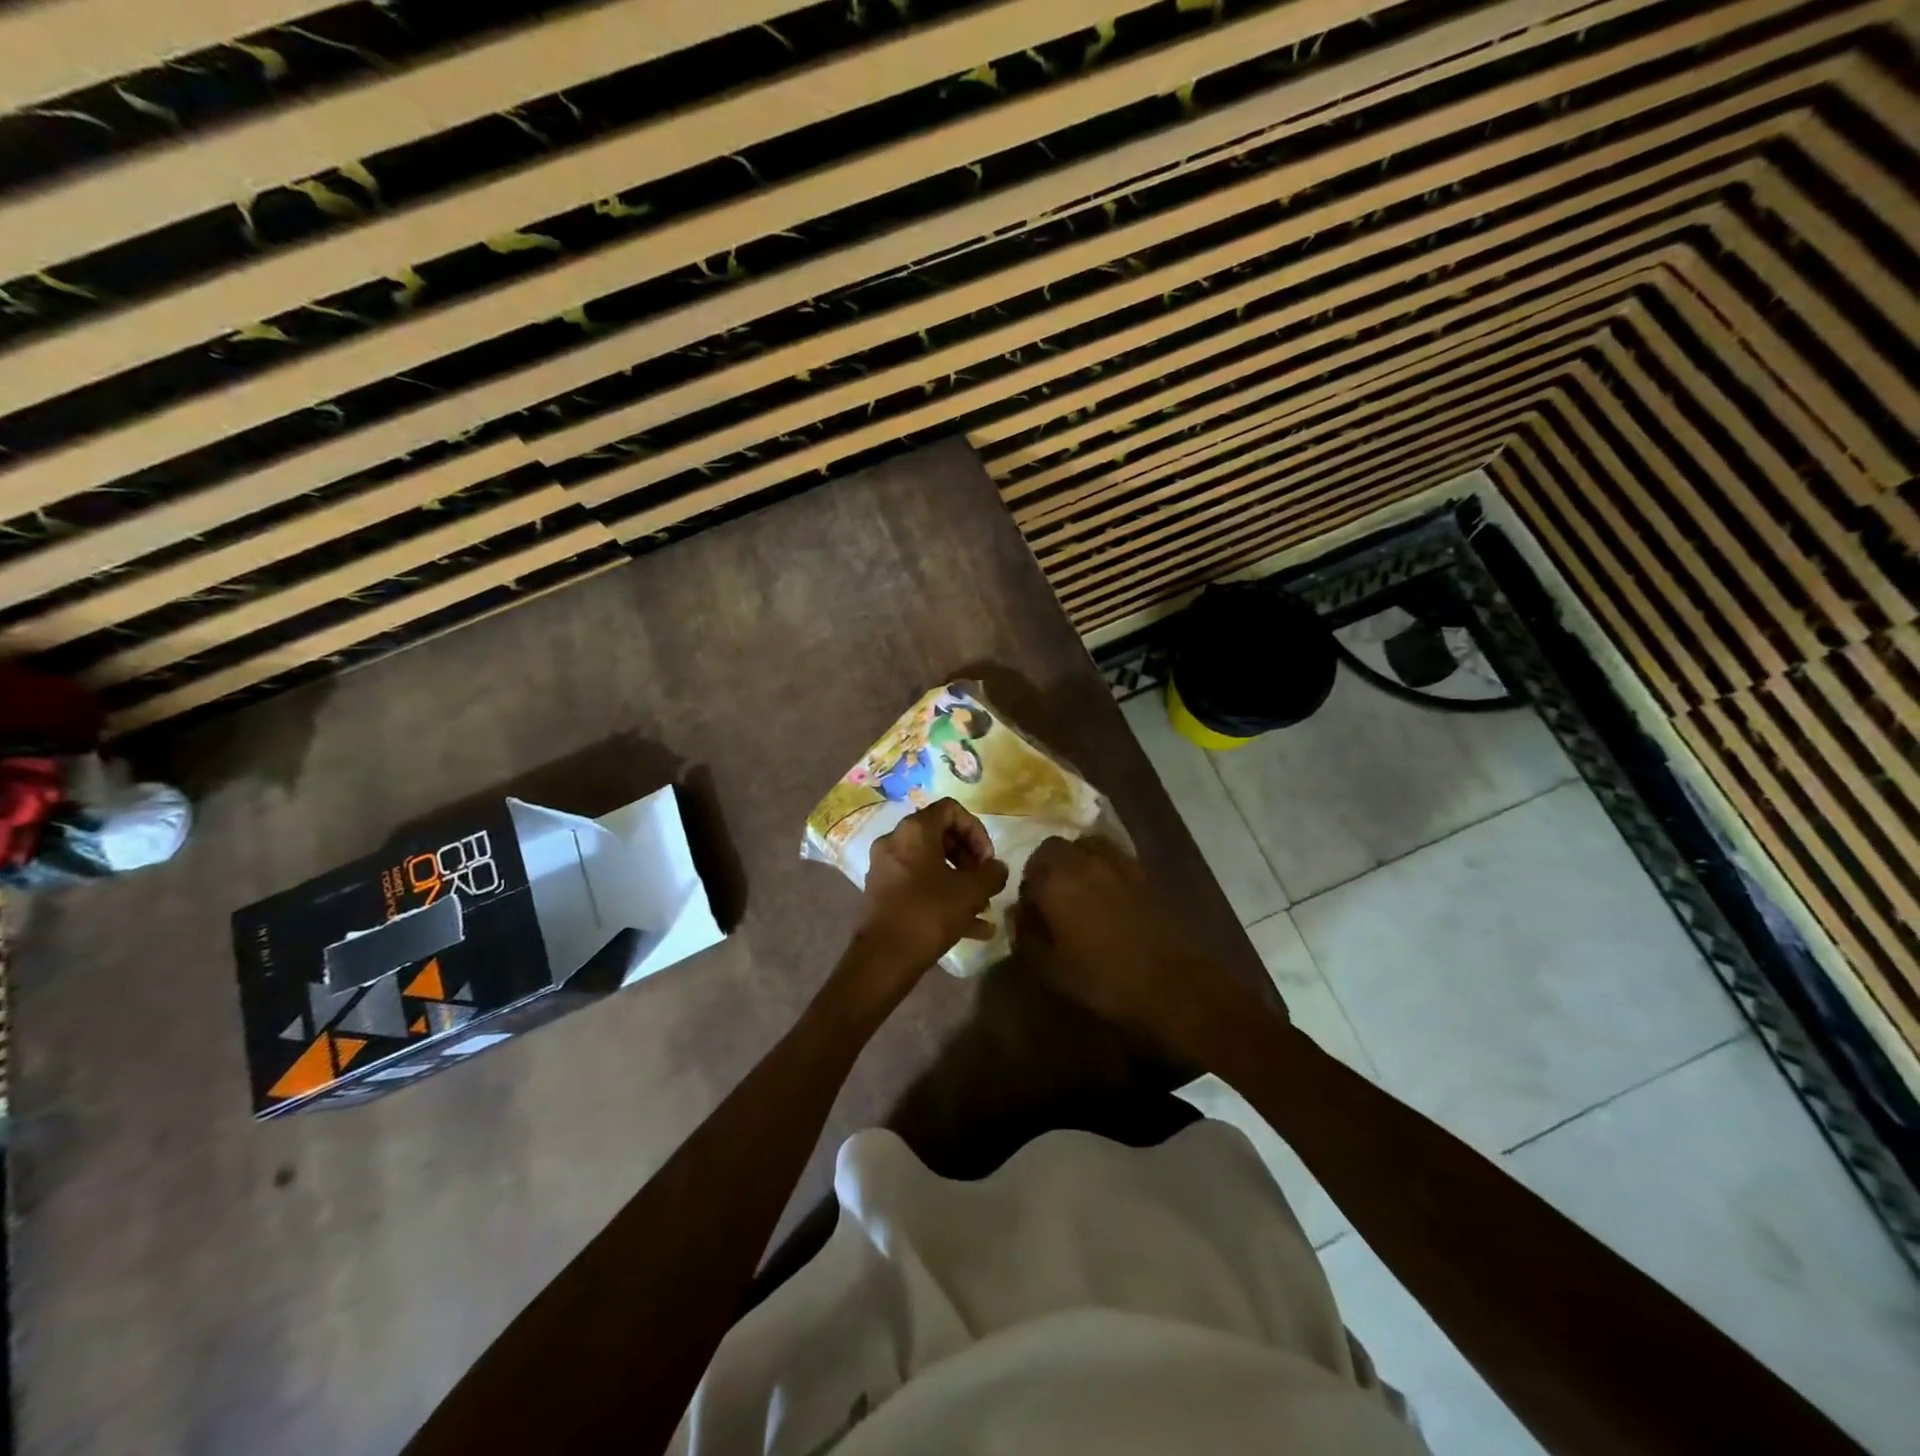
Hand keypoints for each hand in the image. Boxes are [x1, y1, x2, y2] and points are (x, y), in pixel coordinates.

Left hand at [842, 798, 1007, 1007]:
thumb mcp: (970, 892)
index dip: (976, 830)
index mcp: (914, 830)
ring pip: (930, 864)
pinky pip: (918, 885)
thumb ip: (991, 874)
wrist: (883, 958)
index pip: (951, 810)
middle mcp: (895, 841)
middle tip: (986, 881)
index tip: (987, 859)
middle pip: (940, 836)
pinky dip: (943, 896)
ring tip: (983, 908)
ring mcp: (885, 868)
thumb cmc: (928, 914)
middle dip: (969, 858)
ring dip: (959, 881)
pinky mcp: (882, 893)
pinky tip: (973, 928)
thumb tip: (997, 868)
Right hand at [1010, 836, 1271, 1065]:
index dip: (1026, 890)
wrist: (1172, 984)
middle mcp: (1084, 860)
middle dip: (1047, 867)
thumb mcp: (1050, 968)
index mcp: (1056, 879)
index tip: (1031, 914)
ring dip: (1075, 860)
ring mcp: (1118, 861)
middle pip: (1054, 848)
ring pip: (1085, 845)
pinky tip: (1107, 897)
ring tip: (1079, 891)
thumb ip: (1025, 934)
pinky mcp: (1143, 871)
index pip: (1028, 868)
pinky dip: (1102, 866)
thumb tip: (1018, 913)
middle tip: (1051, 900)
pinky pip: (1112, 856)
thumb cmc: (1103, 979)